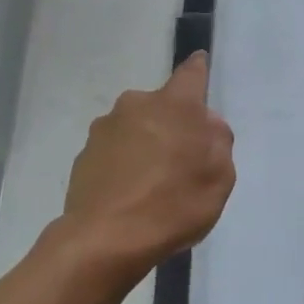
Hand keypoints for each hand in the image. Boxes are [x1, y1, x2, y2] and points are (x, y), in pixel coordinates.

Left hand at [62, 52, 235, 273]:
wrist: (106, 239)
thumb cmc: (174, 204)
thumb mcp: (220, 177)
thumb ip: (218, 142)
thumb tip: (206, 124)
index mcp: (174, 105)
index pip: (191, 74)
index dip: (199, 70)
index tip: (200, 64)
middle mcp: (136, 105)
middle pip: (162, 107)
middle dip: (173, 125)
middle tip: (184, 161)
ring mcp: (104, 129)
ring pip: (136, 129)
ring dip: (147, 145)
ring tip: (154, 186)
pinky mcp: (83, 155)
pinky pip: (115, 153)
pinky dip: (124, 166)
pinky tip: (130, 196)